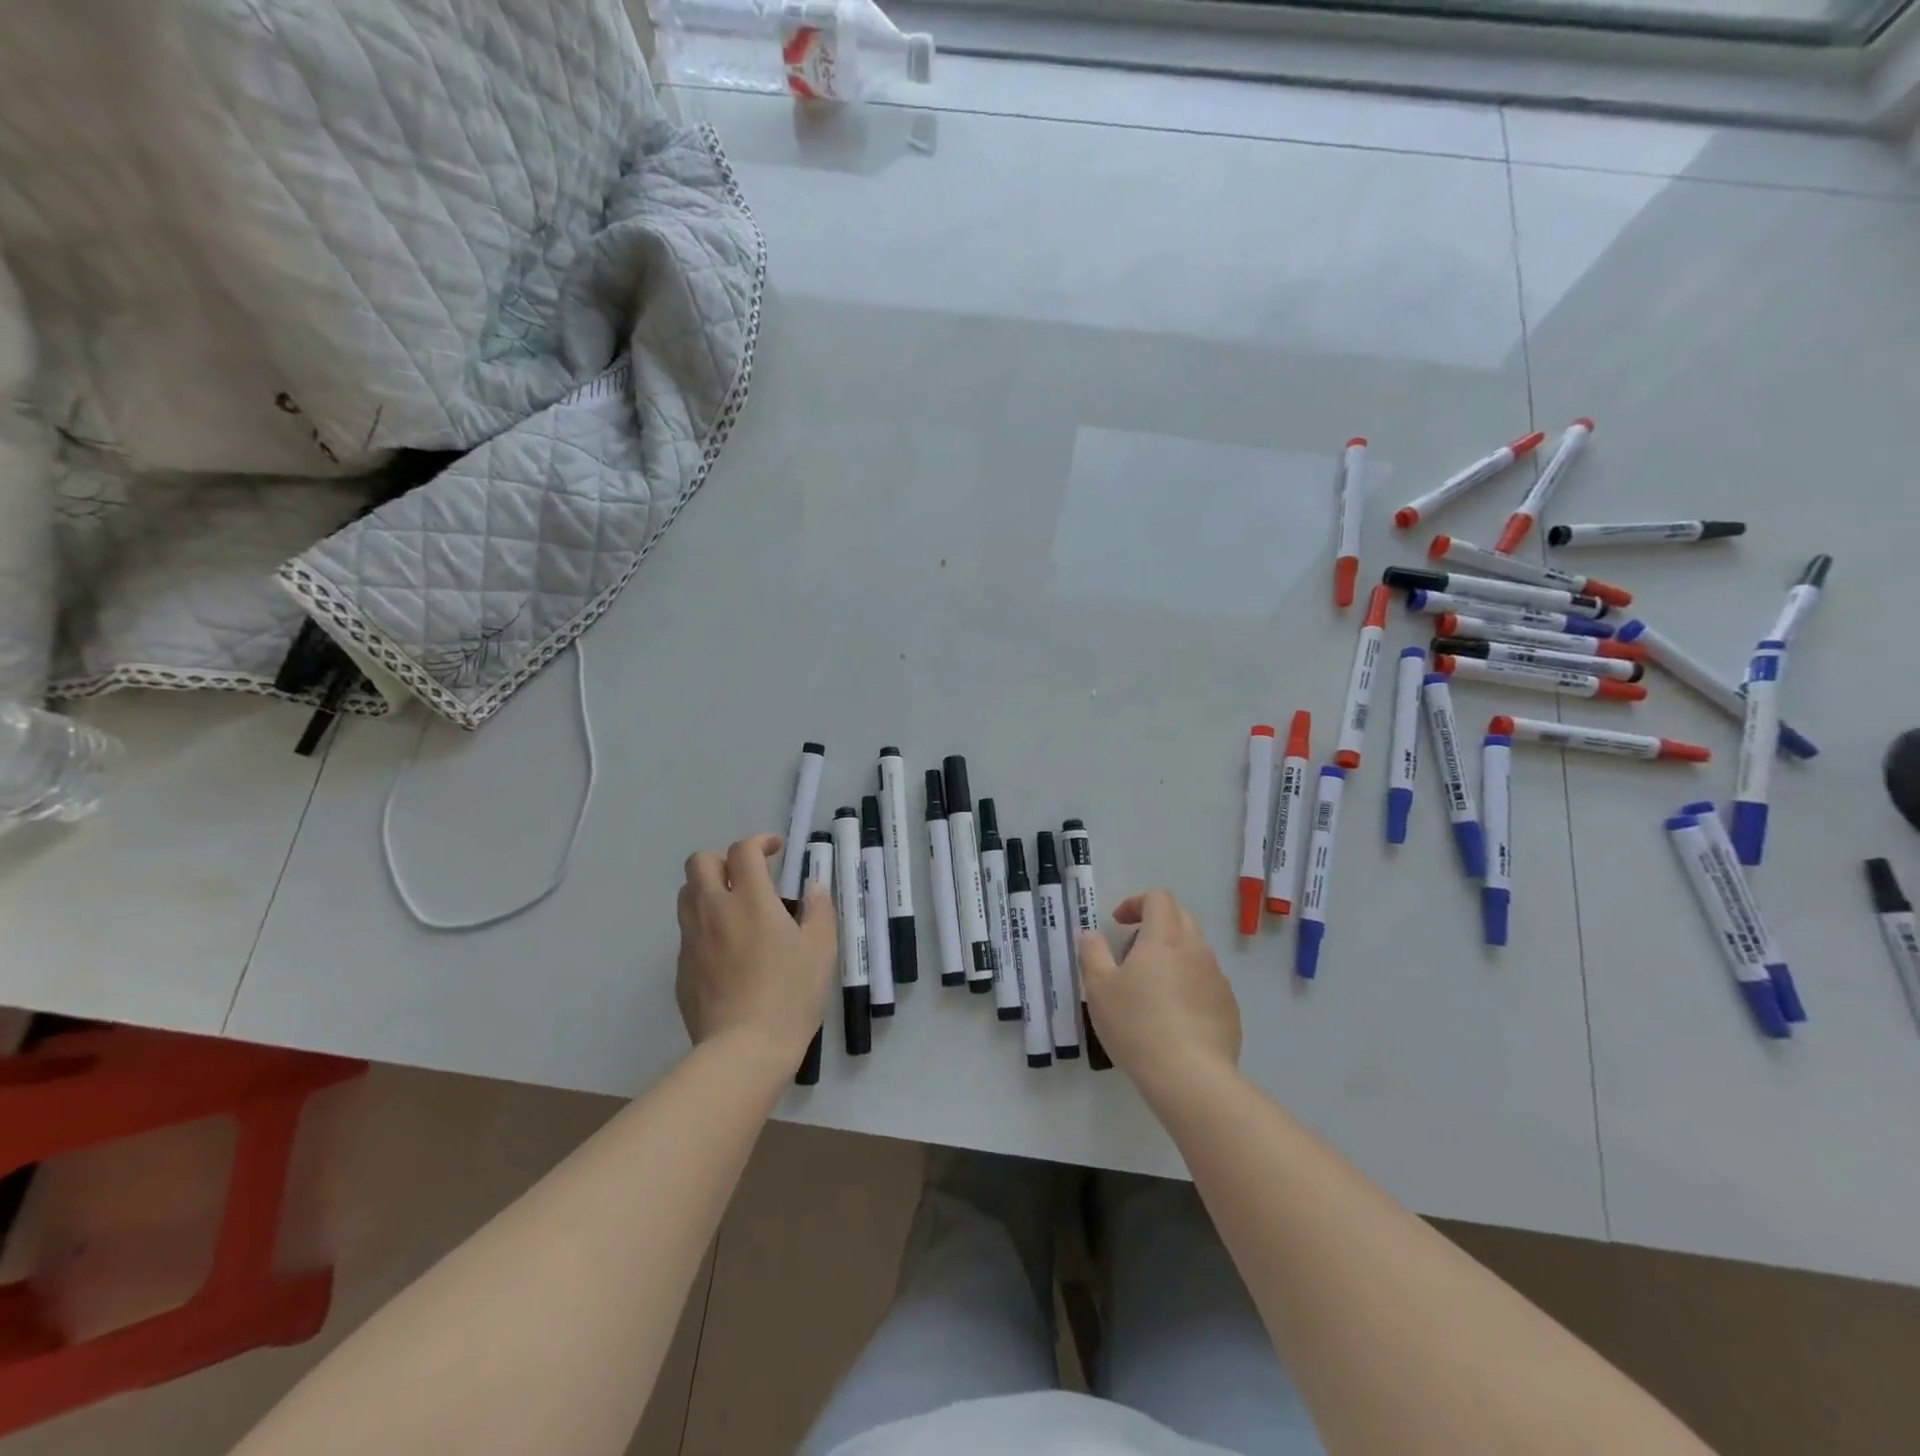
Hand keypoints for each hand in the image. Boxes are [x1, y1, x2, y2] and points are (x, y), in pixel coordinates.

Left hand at [676, 834, 834, 1070]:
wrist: (743, 1050)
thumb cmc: (790, 995)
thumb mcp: (820, 950)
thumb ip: (819, 910)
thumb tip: (813, 887)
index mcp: (750, 900)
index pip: (742, 851)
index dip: (759, 842)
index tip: (776, 851)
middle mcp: (714, 911)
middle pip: (699, 862)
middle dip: (722, 859)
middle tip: (748, 876)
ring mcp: (692, 940)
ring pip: (687, 895)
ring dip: (708, 889)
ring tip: (735, 909)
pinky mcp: (681, 969)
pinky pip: (688, 932)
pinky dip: (705, 926)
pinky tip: (728, 951)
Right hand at [1078, 888, 1240, 1090]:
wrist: (1190, 1078)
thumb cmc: (1137, 1025)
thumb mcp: (1099, 988)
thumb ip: (1092, 952)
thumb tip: (1090, 934)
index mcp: (1164, 938)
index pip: (1158, 898)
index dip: (1136, 902)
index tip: (1118, 924)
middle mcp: (1196, 950)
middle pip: (1180, 918)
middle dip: (1155, 925)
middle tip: (1132, 952)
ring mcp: (1218, 979)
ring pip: (1195, 952)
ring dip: (1173, 957)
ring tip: (1151, 989)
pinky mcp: (1229, 1008)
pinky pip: (1207, 983)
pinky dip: (1189, 986)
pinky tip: (1174, 1018)